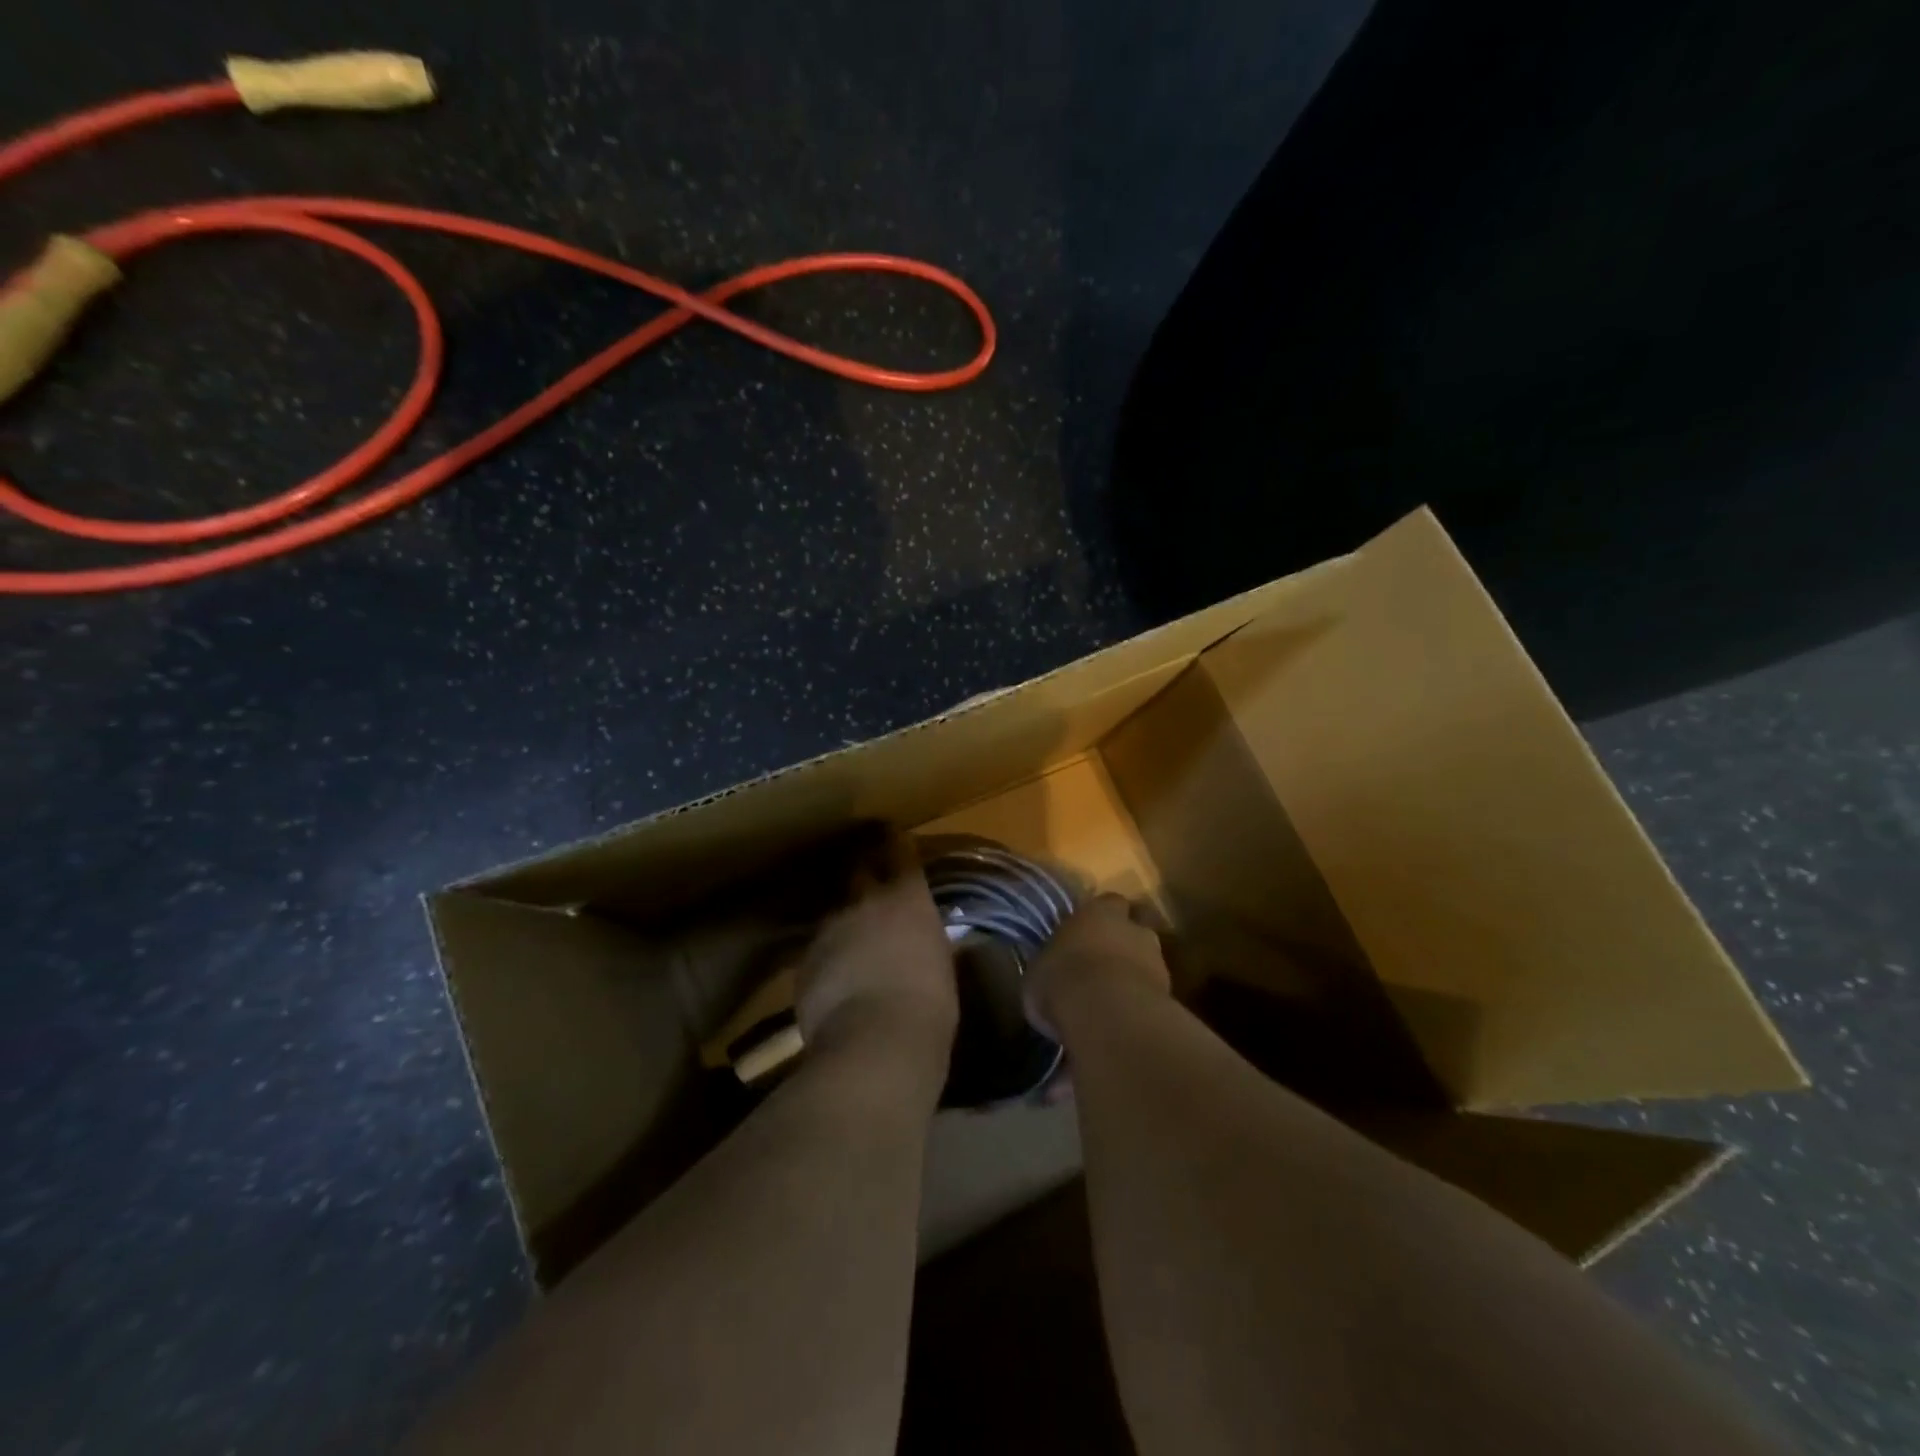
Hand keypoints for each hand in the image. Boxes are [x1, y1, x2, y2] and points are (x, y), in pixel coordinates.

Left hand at [793, 831, 958, 1067]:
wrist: (874, 1043)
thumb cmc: (929, 1007)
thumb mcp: (941, 966)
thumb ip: (926, 942)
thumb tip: (921, 941)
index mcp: (907, 899)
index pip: (900, 853)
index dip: (895, 843)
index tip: (892, 835)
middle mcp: (865, 902)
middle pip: (858, 867)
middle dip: (862, 867)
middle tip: (867, 874)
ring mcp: (830, 928)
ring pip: (834, 911)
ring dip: (843, 918)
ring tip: (850, 936)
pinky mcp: (805, 960)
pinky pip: (818, 948)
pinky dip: (827, 956)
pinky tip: (834, 978)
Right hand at [1025, 893, 1170, 1040]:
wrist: (1107, 1015)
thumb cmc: (1062, 980)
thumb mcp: (1038, 972)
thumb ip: (1052, 963)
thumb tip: (1051, 970)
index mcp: (1098, 912)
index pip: (1108, 902)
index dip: (1101, 917)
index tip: (1088, 932)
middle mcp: (1132, 929)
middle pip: (1135, 927)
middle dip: (1124, 942)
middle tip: (1106, 961)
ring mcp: (1157, 960)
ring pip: (1149, 960)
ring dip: (1136, 972)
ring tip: (1116, 996)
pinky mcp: (1170, 994)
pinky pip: (1154, 992)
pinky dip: (1143, 1001)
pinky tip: (1126, 1018)